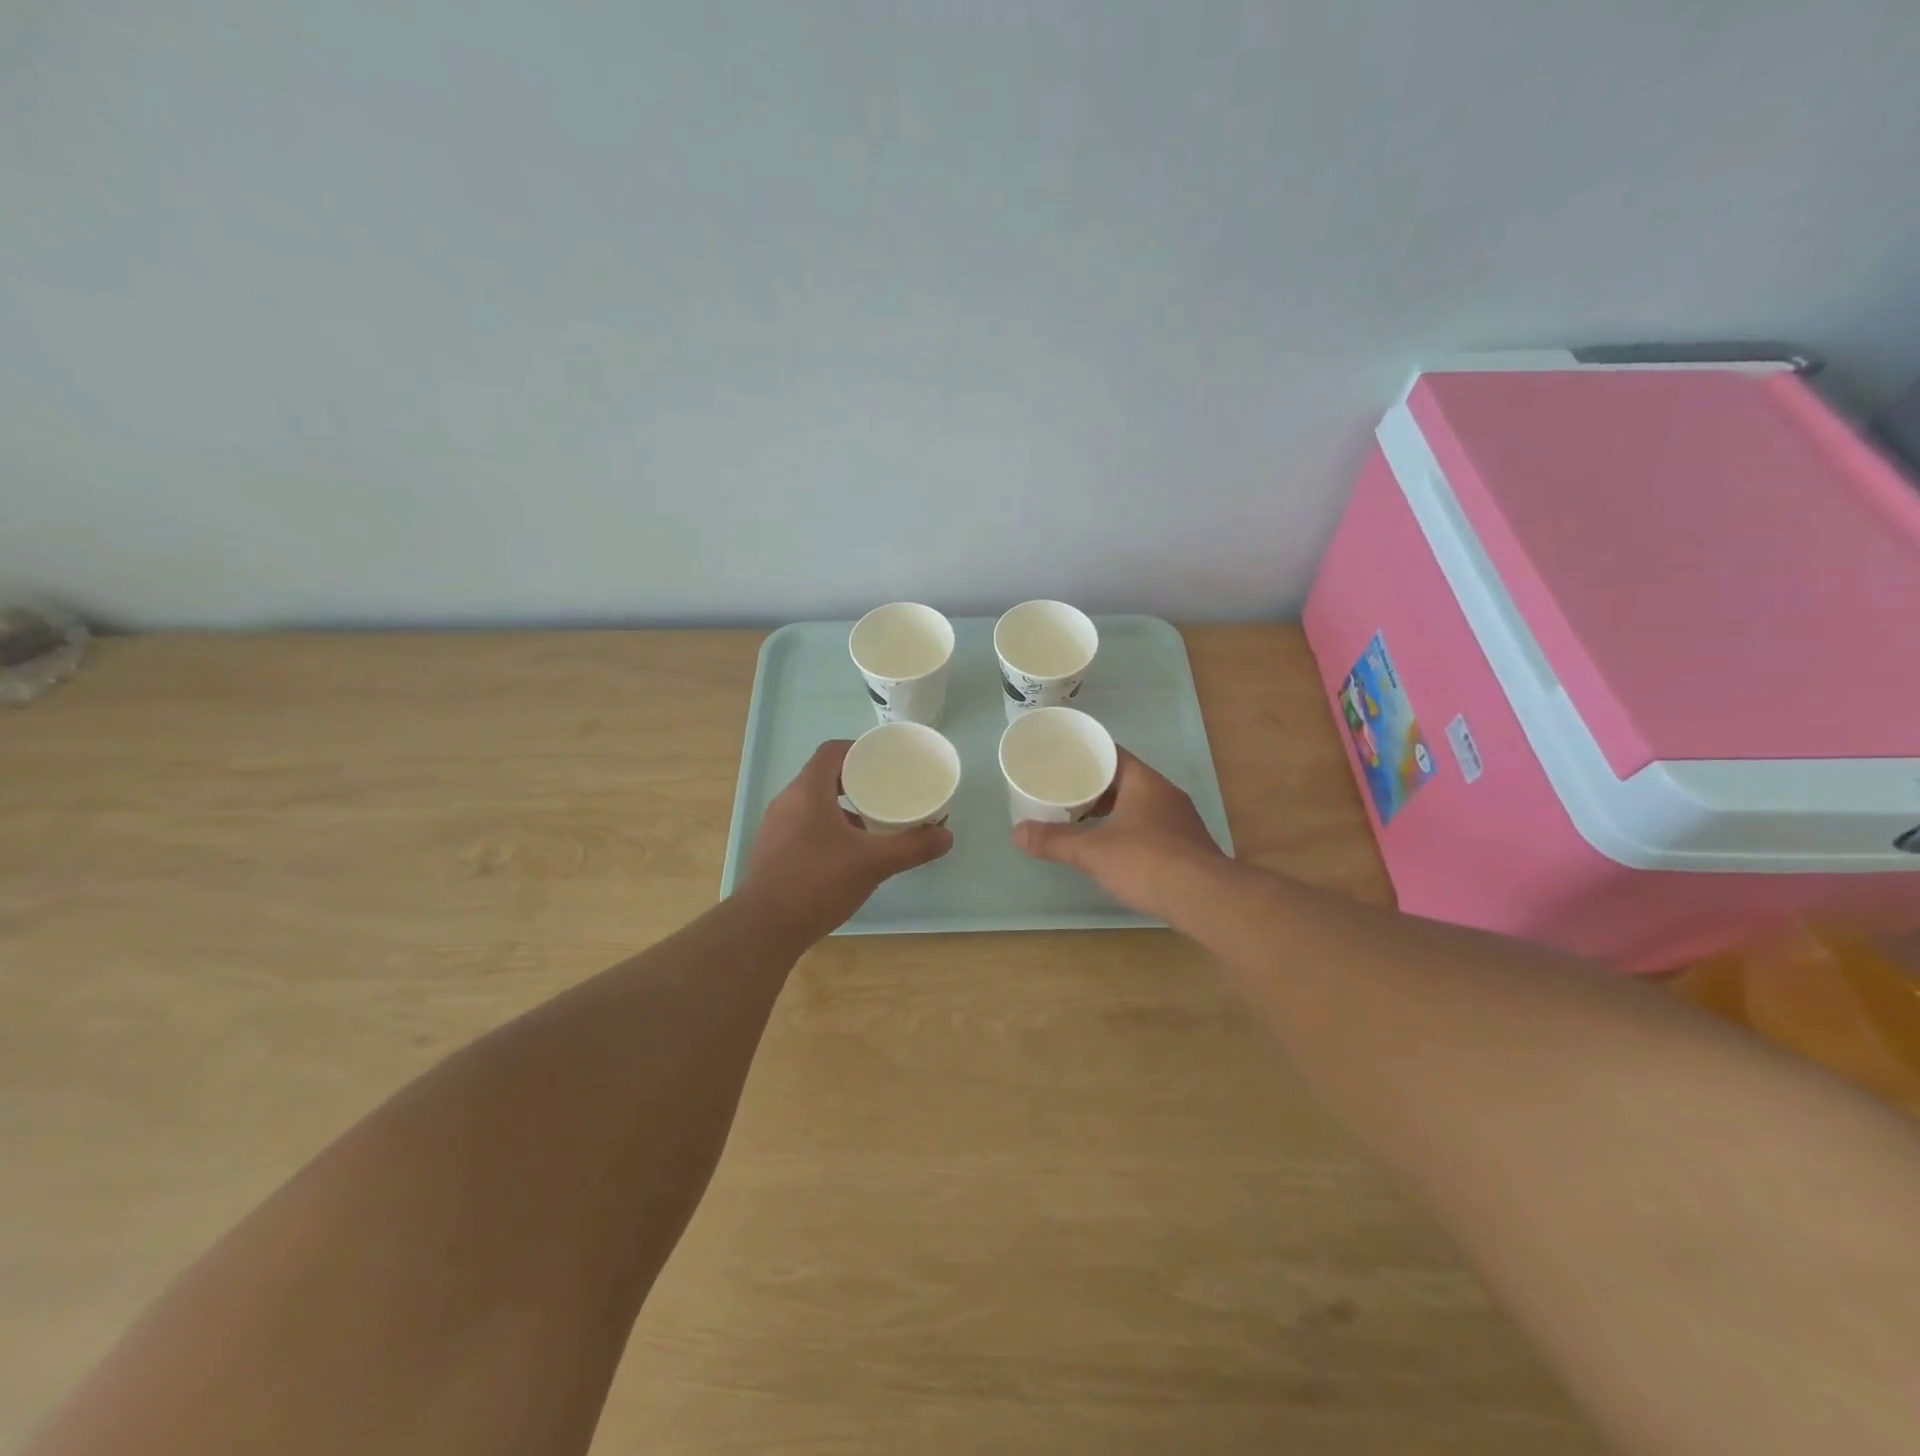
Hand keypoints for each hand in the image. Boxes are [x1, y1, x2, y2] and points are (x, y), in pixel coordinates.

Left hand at [738, 740, 953, 942]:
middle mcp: (787, 802)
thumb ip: (912, 847)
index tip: (884, 762)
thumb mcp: (873, 863)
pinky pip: (803, 826)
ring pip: (812, 804)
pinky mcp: (772, 852)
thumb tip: (946, 836)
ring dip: (841, 807)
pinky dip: (826, 829)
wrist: (764, 928)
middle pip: (822, 776)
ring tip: (870, 823)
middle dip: (855, 781)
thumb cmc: (818, 882)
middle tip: (885, 792)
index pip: (832, 752)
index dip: (858, 750)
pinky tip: (846, 854)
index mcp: (808, 791)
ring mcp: (775, 828)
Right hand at [1012, 748, 1225, 915]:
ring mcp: (1180, 819)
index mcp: (1144, 781)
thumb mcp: (1092, 851)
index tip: (1062, 761)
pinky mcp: (1187, 844)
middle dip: (1095, 786)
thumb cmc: (1146, 861)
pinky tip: (1114, 847)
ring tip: (1083, 819)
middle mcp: (1165, 793)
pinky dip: (1129, 829)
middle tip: (1064, 792)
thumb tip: (1016, 834)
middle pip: (1125, 779)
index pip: (1112, 753)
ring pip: (1139, 804)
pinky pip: (1151, 826)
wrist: (1205, 898)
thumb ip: (1054, 841)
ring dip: (1113, 809)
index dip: (1086, 755)